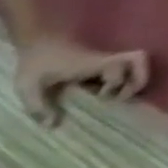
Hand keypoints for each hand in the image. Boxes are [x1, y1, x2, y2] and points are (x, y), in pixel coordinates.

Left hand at [13, 36, 150, 126]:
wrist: (35, 42)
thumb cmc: (33, 64)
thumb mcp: (29, 89)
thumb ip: (38, 107)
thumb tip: (53, 125)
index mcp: (92, 64)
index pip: (125, 64)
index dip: (119, 82)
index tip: (101, 97)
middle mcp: (101, 61)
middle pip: (138, 61)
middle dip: (137, 79)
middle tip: (118, 98)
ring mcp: (99, 61)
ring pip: (131, 64)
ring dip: (129, 81)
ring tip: (111, 99)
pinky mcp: (92, 64)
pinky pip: (115, 70)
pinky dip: (115, 82)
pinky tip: (97, 97)